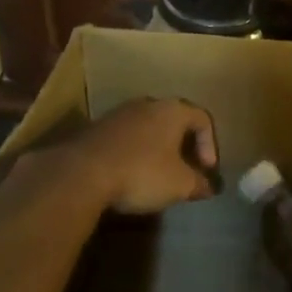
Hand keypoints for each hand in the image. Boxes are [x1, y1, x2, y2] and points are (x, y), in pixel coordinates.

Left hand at [69, 97, 218, 213]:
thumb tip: (209, 187)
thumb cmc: (142, 172)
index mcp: (172, 110)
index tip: (206, 170)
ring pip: (148, 128)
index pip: (202, 119)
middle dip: (183, 146)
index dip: (210, 145)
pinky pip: (126, 138)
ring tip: (158, 175)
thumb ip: (199, 183)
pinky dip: (135, 153)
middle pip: (174, 120)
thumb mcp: (180, 184)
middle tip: (186, 170)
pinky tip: (130, 175)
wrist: (82, 173)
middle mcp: (147, 104)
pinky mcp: (96, 129)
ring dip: (157, 149)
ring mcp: (118, 114)